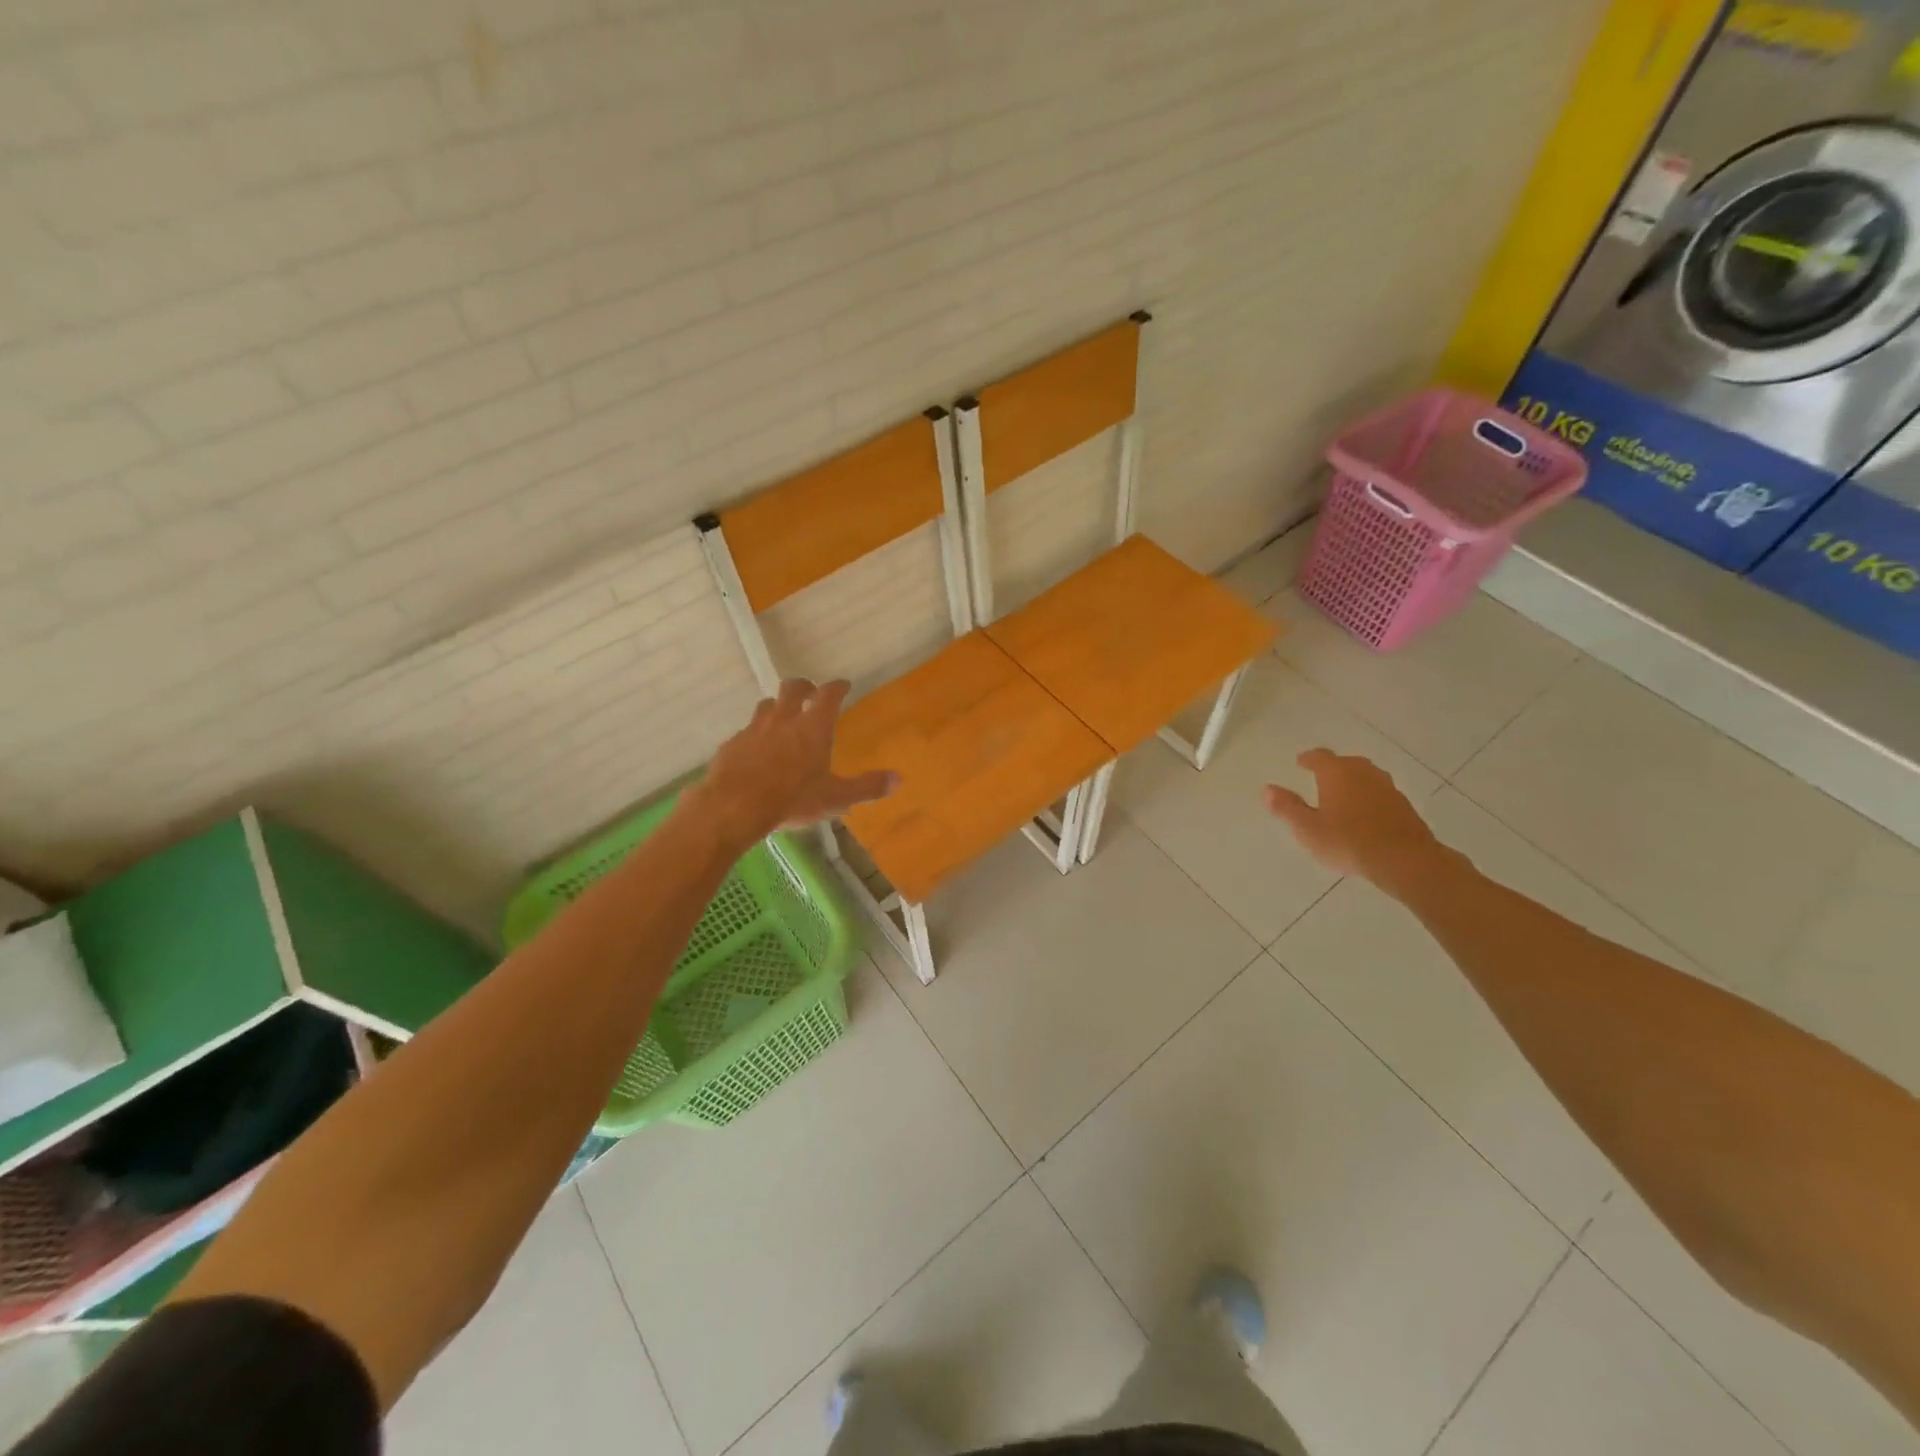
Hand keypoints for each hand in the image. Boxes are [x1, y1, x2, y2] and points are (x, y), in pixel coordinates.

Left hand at [696, 679, 896, 848]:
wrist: (734, 806)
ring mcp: (754, 729)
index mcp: (813, 728)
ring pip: (766, 706)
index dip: (837, 687)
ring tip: (782, 717)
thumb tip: (898, 780)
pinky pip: (746, 732)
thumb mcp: (836, 798)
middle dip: (803, 686)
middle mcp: (784, 720)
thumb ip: (867, 787)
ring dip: (777, 707)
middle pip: (792, 688)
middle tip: (810, 692)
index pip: (828, 695)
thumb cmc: (792, 799)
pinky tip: (756, 749)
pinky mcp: (732, 744)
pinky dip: (755, 735)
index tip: (843, 685)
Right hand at [1264, 749, 1441, 893]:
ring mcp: (1387, 787)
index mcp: (1337, 773)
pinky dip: (1369, 797)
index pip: (1319, 756)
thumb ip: (1287, 807)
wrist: (1404, 859)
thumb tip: (1267, 789)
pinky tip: (1365, 814)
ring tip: (1343, 795)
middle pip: (1346, 762)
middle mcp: (1363, 772)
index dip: (1308, 758)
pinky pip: (1380, 793)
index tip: (1300, 762)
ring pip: (1366, 776)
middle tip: (1321, 777)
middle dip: (1332, 768)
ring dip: (1353, 782)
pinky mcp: (1404, 805)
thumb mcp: (1308, 828)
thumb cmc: (1348, 841)